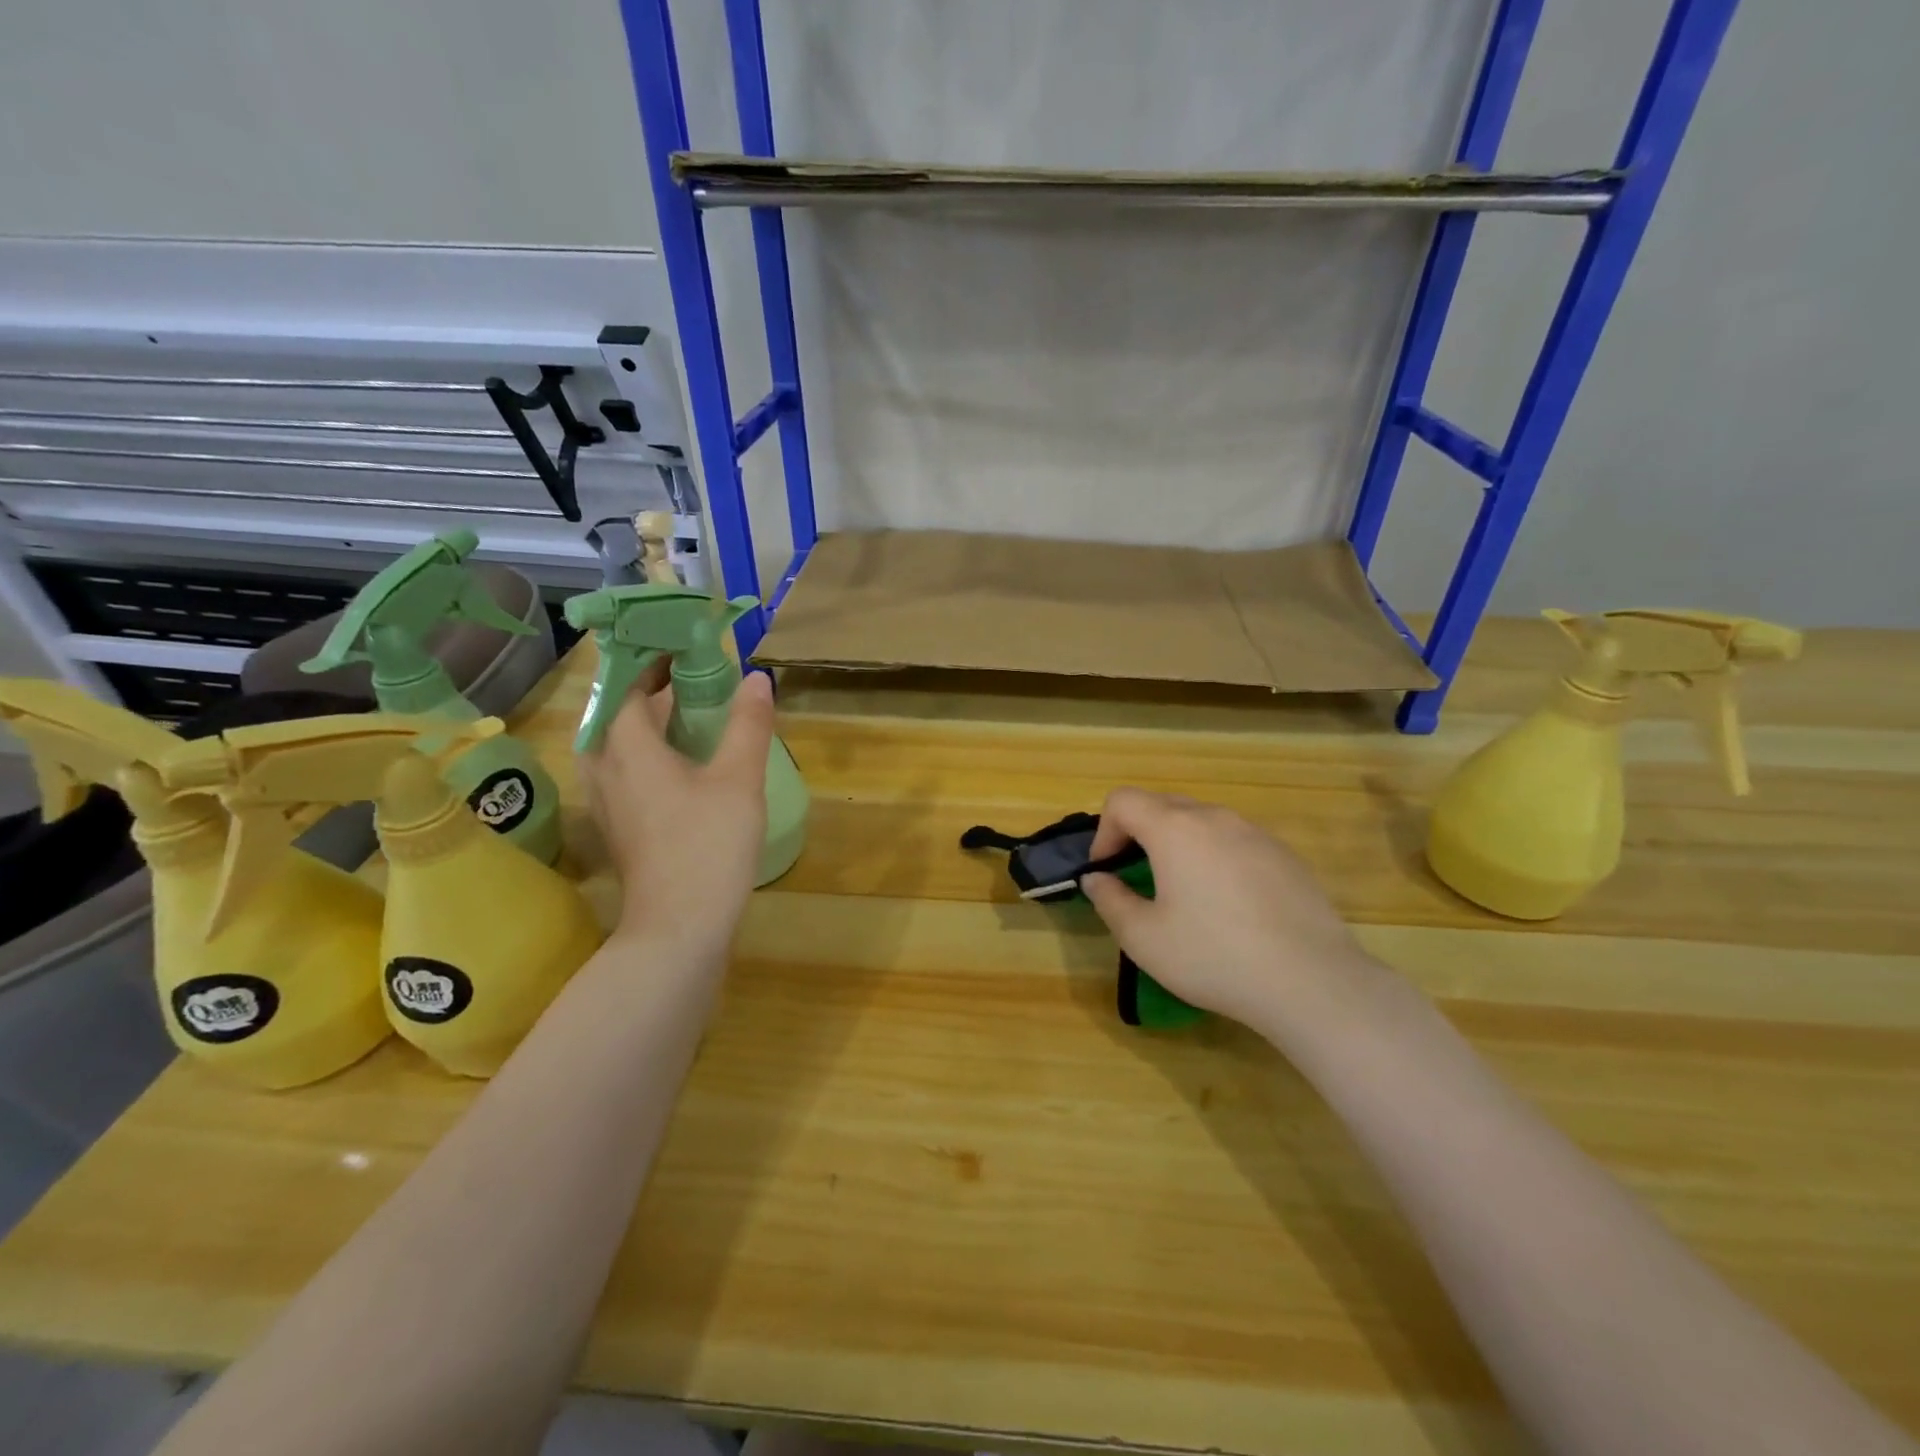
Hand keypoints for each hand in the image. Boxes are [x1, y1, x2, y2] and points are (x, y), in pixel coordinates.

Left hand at [578, 669, 775, 968]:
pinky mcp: (619, 826)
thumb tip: (757, 678)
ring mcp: (607, 801)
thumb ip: (747, 725)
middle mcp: (605, 768)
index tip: (683, 644)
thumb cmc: (708, 845)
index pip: (628, 686)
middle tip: (692, 677)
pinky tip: (679, 764)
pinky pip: (622, 770)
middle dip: (649, 689)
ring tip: (685, 715)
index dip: (652, 660)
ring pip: (616, 744)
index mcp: (628, 747)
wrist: (679, 926)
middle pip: (616, 713)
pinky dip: (646, 752)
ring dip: (645, 722)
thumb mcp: (739, 779)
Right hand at [1081, 788, 1380, 1032]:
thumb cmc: (1213, 956)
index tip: (1106, 871)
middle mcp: (1215, 818)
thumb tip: (1097, 879)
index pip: (1123, 801)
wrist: (1310, 980)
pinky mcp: (1285, 855)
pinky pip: (1236, 842)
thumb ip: (1109, 900)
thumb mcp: (1143, 938)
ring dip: (1179, 845)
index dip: (1104, 832)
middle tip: (1136, 878)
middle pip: (1162, 805)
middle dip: (1138, 834)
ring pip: (1202, 822)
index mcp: (1174, 829)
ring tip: (1183, 893)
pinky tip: (1230, 906)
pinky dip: (1216, 858)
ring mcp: (1256, 833)